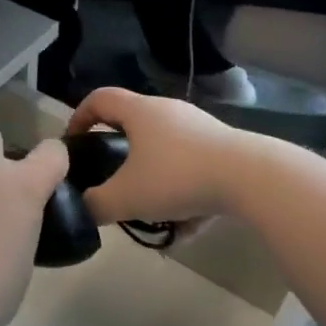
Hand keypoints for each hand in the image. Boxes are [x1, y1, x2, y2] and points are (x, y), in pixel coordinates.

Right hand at [66, 88, 247, 225]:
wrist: (253, 178)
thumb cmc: (177, 176)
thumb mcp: (127, 197)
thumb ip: (96, 205)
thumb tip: (84, 210)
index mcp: (139, 111)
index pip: (99, 98)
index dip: (79, 116)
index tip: (73, 142)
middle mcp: (168, 111)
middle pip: (132, 126)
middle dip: (119, 156)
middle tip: (112, 181)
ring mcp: (199, 128)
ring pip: (164, 153)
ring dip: (155, 182)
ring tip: (155, 216)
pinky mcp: (224, 148)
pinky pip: (192, 168)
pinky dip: (185, 193)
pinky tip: (191, 226)